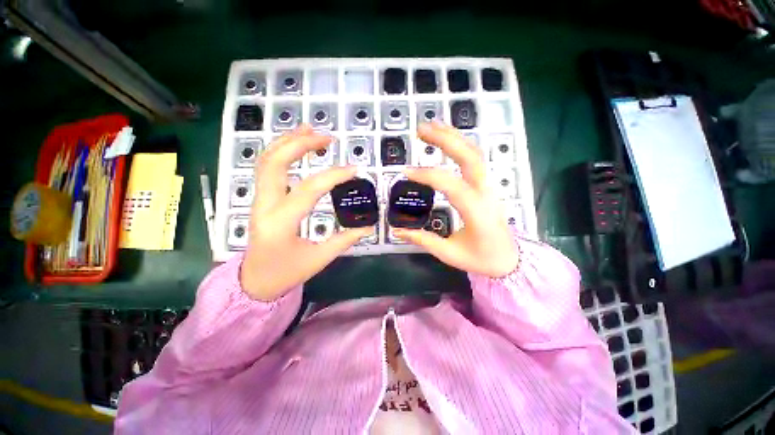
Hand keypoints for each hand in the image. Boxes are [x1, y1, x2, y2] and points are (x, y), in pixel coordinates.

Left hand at [240, 125, 372, 300]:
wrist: (254, 281)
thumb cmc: (285, 273)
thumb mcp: (318, 259)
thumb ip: (344, 240)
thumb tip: (368, 227)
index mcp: (280, 223)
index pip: (309, 190)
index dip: (333, 176)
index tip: (354, 169)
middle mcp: (264, 206)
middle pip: (275, 162)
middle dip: (301, 144)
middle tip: (327, 137)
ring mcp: (258, 200)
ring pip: (266, 160)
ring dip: (288, 141)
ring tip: (311, 130)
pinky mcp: (261, 199)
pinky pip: (266, 168)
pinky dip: (281, 151)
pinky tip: (296, 145)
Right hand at [393, 122, 518, 277]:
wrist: (510, 260)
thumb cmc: (482, 259)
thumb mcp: (449, 254)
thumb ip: (423, 240)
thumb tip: (397, 231)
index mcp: (477, 212)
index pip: (452, 185)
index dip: (428, 176)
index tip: (405, 172)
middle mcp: (485, 193)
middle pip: (470, 157)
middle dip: (445, 139)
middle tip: (420, 129)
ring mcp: (488, 187)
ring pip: (474, 153)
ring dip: (453, 137)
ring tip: (431, 126)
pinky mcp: (485, 186)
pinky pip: (475, 159)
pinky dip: (460, 145)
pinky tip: (446, 140)